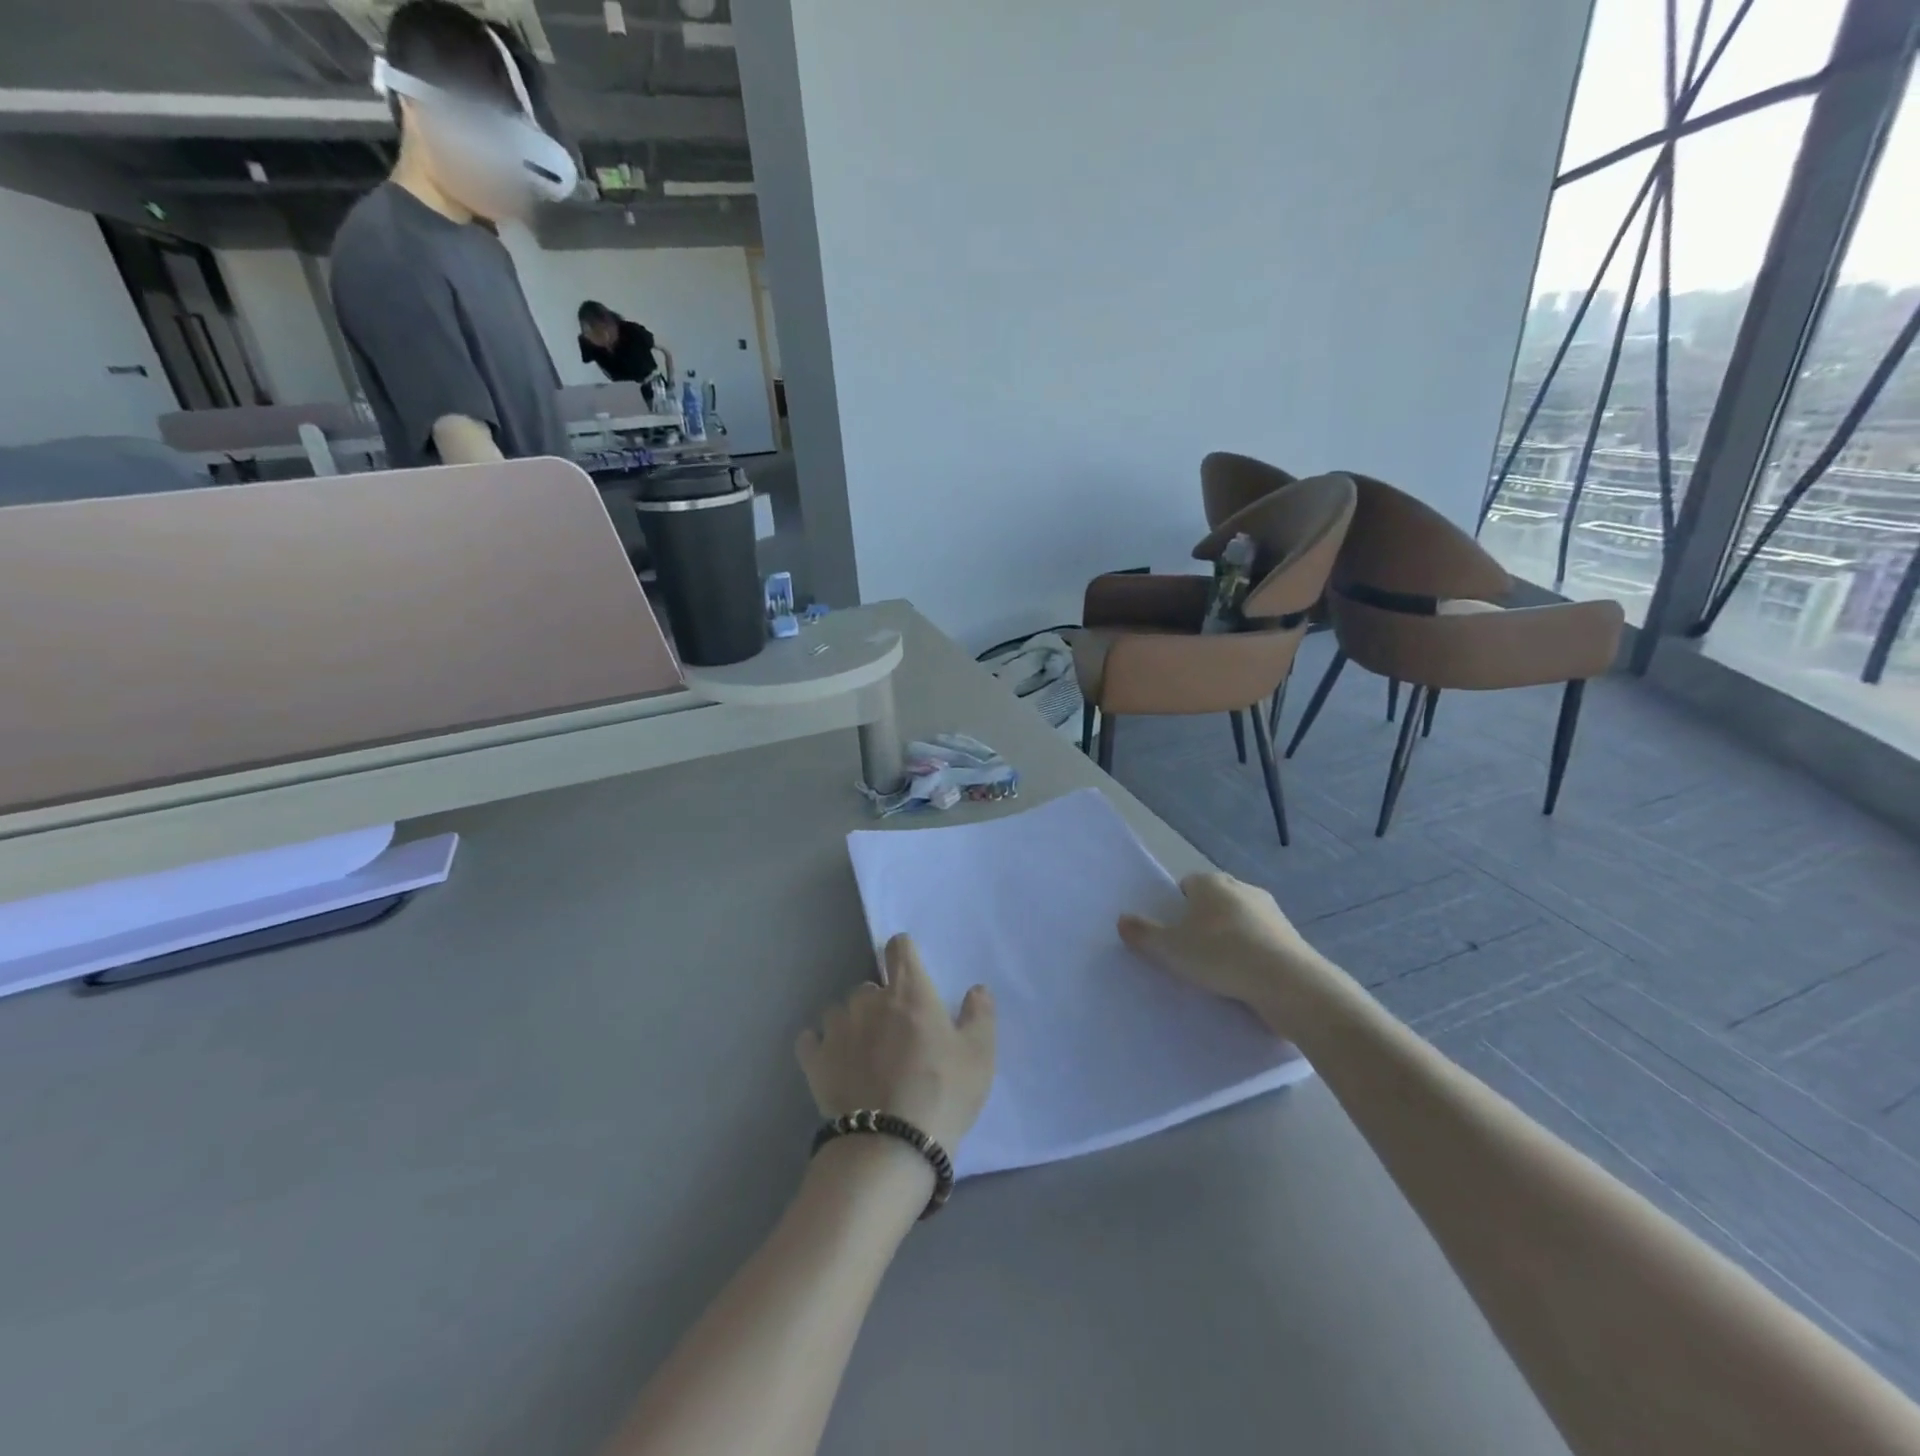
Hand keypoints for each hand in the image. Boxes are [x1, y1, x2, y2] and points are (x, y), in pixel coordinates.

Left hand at [796, 935, 995, 1153]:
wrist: (892, 1145)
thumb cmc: (943, 1093)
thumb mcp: (979, 1055)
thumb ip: (979, 1015)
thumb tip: (976, 989)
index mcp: (909, 991)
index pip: (900, 948)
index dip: (905, 954)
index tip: (911, 972)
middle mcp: (869, 999)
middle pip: (870, 985)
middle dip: (881, 1002)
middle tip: (896, 1033)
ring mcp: (837, 1028)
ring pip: (840, 1010)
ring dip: (852, 1022)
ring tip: (864, 1052)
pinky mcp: (814, 1060)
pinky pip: (810, 1039)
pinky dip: (819, 1045)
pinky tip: (831, 1061)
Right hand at [1118, 872, 1339, 1031]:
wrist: (1287, 983)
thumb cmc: (1220, 955)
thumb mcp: (1169, 948)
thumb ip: (1143, 934)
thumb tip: (1122, 920)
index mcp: (1210, 882)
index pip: (1187, 884)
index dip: (1177, 907)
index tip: (1173, 933)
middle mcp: (1242, 888)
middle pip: (1214, 901)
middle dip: (1204, 922)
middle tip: (1191, 952)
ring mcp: (1271, 912)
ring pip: (1240, 921)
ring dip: (1230, 939)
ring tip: (1219, 971)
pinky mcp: (1291, 937)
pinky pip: (1261, 942)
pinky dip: (1252, 955)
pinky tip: (1244, 980)